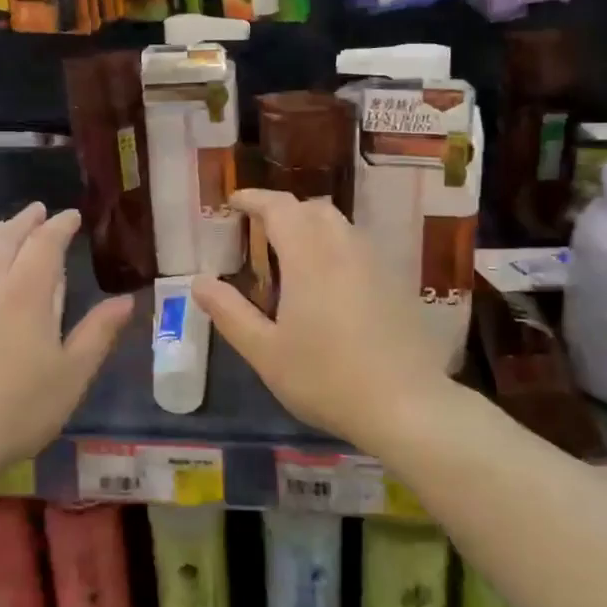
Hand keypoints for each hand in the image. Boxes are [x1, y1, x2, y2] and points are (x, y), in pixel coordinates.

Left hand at [0, 203, 133, 484]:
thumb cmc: (18, 410)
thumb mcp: (72, 375)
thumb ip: (98, 332)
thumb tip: (127, 300)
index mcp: (27, 292)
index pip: (46, 243)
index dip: (60, 225)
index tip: (72, 217)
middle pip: (6, 239)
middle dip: (25, 222)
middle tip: (38, 211)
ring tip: (4, 229)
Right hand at [192, 189, 449, 450]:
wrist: (407, 406)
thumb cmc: (326, 378)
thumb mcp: (265, 352)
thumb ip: (230, 312)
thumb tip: (199, 281)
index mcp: (309, 256)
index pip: (278, 207)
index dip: (253, 199)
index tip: (233, 202)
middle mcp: (344, 247)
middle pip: (312, 208)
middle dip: (283, 210)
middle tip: (259, 232)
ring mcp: (376, 262)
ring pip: (340, 225)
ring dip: (311, 227)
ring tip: (291, 257)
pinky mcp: (396, 282)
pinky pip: (358, 246)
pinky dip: (335, 247)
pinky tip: (329, 284)